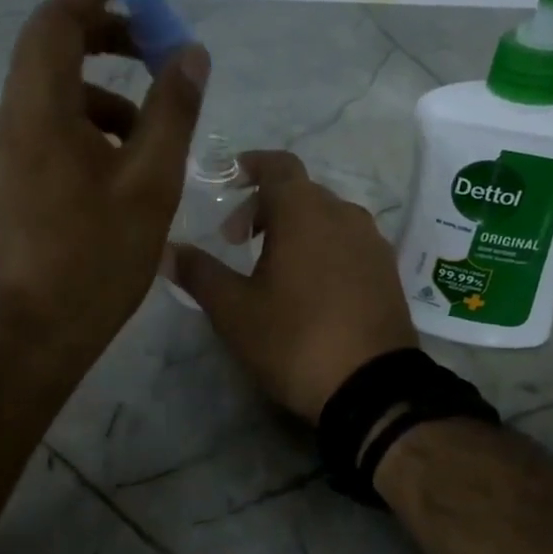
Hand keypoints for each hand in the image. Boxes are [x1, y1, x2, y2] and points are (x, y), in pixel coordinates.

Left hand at [0, 0, 209, 366]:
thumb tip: (190, 54)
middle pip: (55, 47)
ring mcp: (14, 149)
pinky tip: (130, 155)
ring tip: (156, 114)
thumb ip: (172, 111)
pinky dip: (94, 120)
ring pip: (58, 89)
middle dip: (108, 33)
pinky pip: (56, 123)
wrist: (38, 330)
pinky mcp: (21, 176)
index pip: (60, 18)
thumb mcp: (149, 182)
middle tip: (157, 40)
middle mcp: (16, 117)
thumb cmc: (96, 258)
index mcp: (41, 109)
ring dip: (106, 85)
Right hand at [169, 150, 416, 419]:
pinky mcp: (387, 271)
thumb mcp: (234, 311)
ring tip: (272, 266)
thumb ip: (198, 273)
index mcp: (305, 212)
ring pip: (326, 217)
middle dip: (265, 206)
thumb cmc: (295, 339)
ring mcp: (372, 243)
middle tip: (237, 241)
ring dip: (295, 228)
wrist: (372, 388)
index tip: (228, 182)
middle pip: (300, 191)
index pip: (277, 165)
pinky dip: (322, 247)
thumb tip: (165, 249)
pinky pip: (348, 242)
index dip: (250, 166)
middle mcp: (344, 214)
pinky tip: (309, 287)